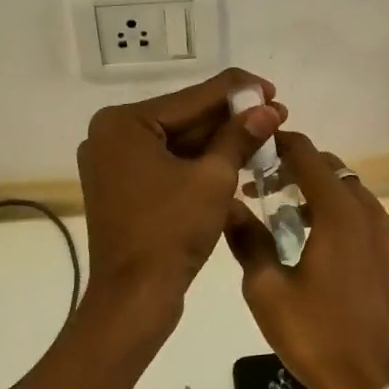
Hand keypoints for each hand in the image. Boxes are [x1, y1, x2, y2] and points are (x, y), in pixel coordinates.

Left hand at [77, 69, 283, 304]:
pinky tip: (238, 159)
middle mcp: (111, 136)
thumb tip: (268, 108)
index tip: (273, 89)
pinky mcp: (123, 188)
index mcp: (123, 124)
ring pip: (178, 143)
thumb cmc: (170, 232)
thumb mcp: (213, 179)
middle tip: (276, 113)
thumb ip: (240, 137)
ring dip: (220, 142)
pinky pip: (168, 164)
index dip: (237, 91)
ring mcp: (114, 163)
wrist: (134, 299)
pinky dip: (200, 164)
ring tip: (266, 135)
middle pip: (184, 118)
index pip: (192, 97)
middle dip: (231, 119)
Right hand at [224, 132, 388, 388]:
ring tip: (294, 222)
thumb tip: (229, 206)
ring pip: (355, 197)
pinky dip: (347, 221)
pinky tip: (329, 253)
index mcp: (338, 213)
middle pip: (334, 171)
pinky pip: (371, 224)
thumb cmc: (317, 337)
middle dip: (301, 170)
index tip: (257, 150)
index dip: (281, 145)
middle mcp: (370, 214)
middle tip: (269, 188)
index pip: (308, 155)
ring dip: (324, 196)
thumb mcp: (267, 291)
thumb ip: (247, 240)